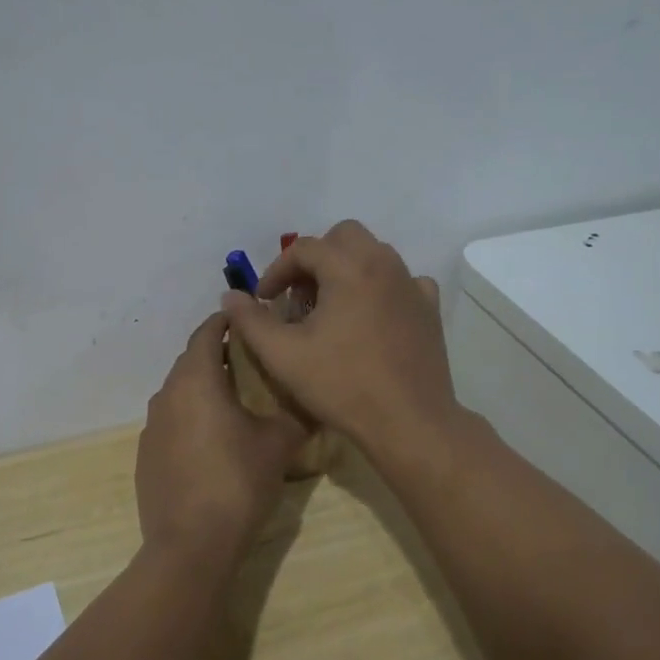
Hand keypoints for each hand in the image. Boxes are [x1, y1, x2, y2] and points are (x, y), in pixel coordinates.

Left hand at [136, 311, 306, 566]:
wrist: (191, 546)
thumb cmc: (237, 482)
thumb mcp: (279, 444)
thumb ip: (297, 413)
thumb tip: (315, 398)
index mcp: (196, 380)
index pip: (206, 333)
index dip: (226, 322)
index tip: (247, 320)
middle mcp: (166, 395)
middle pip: (190, 361)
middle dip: (216, 354)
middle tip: (249, 359)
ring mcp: (151, 427)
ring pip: (178, 392)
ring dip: (202, 387)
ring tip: (234, 398)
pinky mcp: (146, 456)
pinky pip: (170, 422)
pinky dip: (190, 417)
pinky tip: (211, 441)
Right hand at [219, 220, 461, 460]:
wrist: (409, 422)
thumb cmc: (342, 385)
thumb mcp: (283, 355)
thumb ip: (251, 320)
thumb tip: (230, 296)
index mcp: (349, 267)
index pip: (303, 248)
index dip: (276, 270)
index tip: (263, 300)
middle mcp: (384, 264)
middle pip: (343, 237)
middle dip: (316, 258)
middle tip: (299, 295)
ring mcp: (411, 285)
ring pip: (374, 255)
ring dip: (346, 269)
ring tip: (330, 308)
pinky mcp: (429, 308)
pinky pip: (401, 281)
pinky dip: (380, 288)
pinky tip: (370, 317)